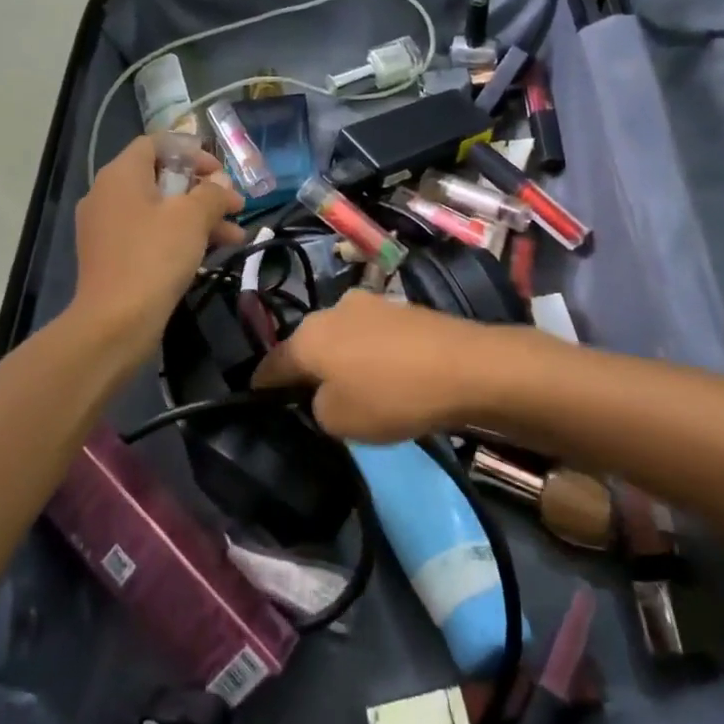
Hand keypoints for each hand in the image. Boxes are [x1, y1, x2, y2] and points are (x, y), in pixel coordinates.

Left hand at [70, 136, 245, 360]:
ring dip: (198, 218)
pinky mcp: (111, 257)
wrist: (115, 323)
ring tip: (235, 235)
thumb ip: (212, 194)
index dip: (191, 152)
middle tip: (233, 205)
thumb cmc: (154, 256)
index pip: (155, 144)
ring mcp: (106, 228)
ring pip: (159, 211)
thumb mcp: (192, 218)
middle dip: (202, 191)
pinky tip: (211, 254)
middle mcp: (107, 195)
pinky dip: (178, 238)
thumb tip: (222, 184)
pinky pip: (149, 235)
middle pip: (160, 178)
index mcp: (121, 175)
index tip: (219, 172)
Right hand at [254, 290, 500, 442]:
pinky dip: (370, 354)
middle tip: (313, 400)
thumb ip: (316, 407)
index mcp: (307, 335)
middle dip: (306, 369)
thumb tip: (323, 392)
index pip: (271, 363)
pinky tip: (387, 375)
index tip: (257, 401)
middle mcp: (332, 309)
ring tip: (355, 388)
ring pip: (340, 337)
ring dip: (341, 359)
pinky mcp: (401, 307)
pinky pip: (371, 336)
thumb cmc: (391, 395)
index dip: (262, 386)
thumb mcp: (338, 420)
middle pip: (307, 345)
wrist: (465, 366)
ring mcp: (369, 303)